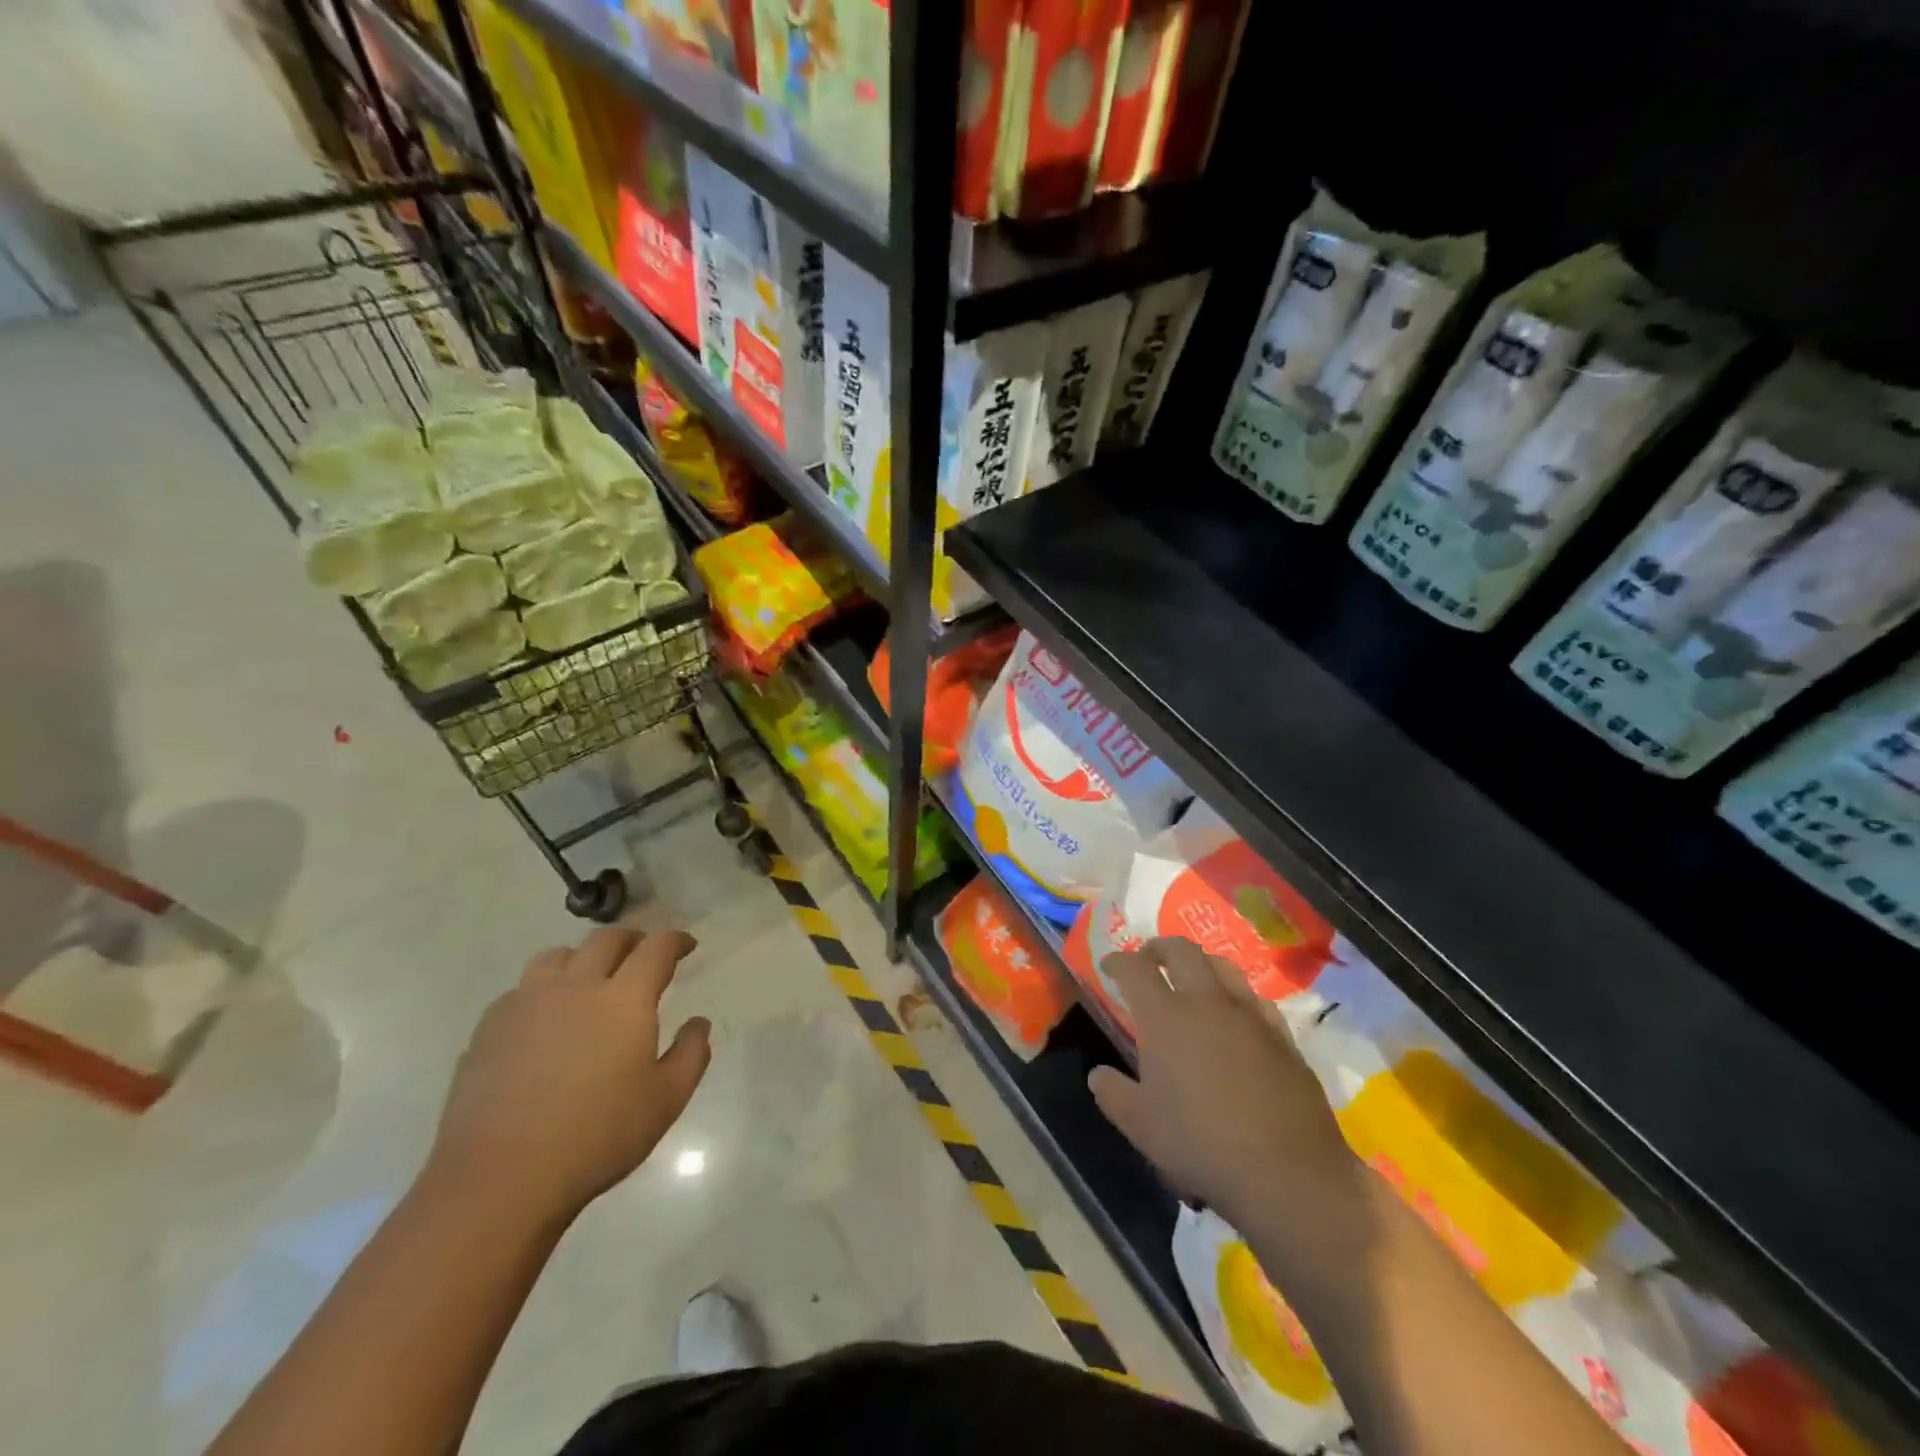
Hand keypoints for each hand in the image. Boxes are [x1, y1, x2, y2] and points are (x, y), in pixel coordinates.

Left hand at [427, 924, 711, 1226]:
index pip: (657, 948)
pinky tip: (543, 1017)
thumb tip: (698, 1023)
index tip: (686, 945)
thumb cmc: (597, 1136)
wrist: (499, 1178)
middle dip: (631, 939)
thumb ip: (691, 1054)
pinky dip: (542, 989)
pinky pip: (521, 989)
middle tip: (642, 953)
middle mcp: (577, 986)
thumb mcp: (666, 1101)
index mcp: (625, 998)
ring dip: (582, 956)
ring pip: (557, 956)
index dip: (676, 940)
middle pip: (605, 940)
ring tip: (589, 976)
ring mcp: (527, 1003)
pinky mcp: (489, 1028)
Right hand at [1089, 937, 1359, 1230]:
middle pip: (1182, 951)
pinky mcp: (1283, 1037)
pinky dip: (1236, 996)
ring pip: (1224, 966)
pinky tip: (1236, 1016)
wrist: (1287, 1174)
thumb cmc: (1201, 1145)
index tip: (1108, 966)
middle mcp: (1207, 1002)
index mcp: (1165, 1017)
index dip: (1118, 961)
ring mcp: (1250, 1016)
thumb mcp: (1141, 1127)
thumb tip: (1098, 1075)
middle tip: (1149, 959)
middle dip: (1160, 948)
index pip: (1135, 969)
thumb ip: (1114, 1094)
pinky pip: (1256, 999)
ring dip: (1201, 963)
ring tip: (1192, 977)